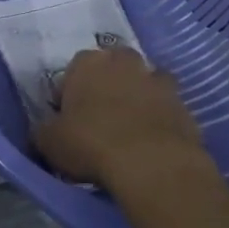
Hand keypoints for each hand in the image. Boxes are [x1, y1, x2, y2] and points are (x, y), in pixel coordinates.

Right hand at [33, 47, 208, 189]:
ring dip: (137, 98)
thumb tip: (45, 130)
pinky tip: (150, 143)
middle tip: (99, 117)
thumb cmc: (91, 144)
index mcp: (88, 63)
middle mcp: (125, 62)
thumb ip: (43, 130)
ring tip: (128, 129)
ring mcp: (159, 82)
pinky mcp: (185, 106)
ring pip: (143, 84)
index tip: (67, 118)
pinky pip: (166, 108)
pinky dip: (159, 119)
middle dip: (107, 85)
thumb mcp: (49, 141)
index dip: (68, 94)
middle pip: (113, 68)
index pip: (73, 70)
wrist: (153, 164)